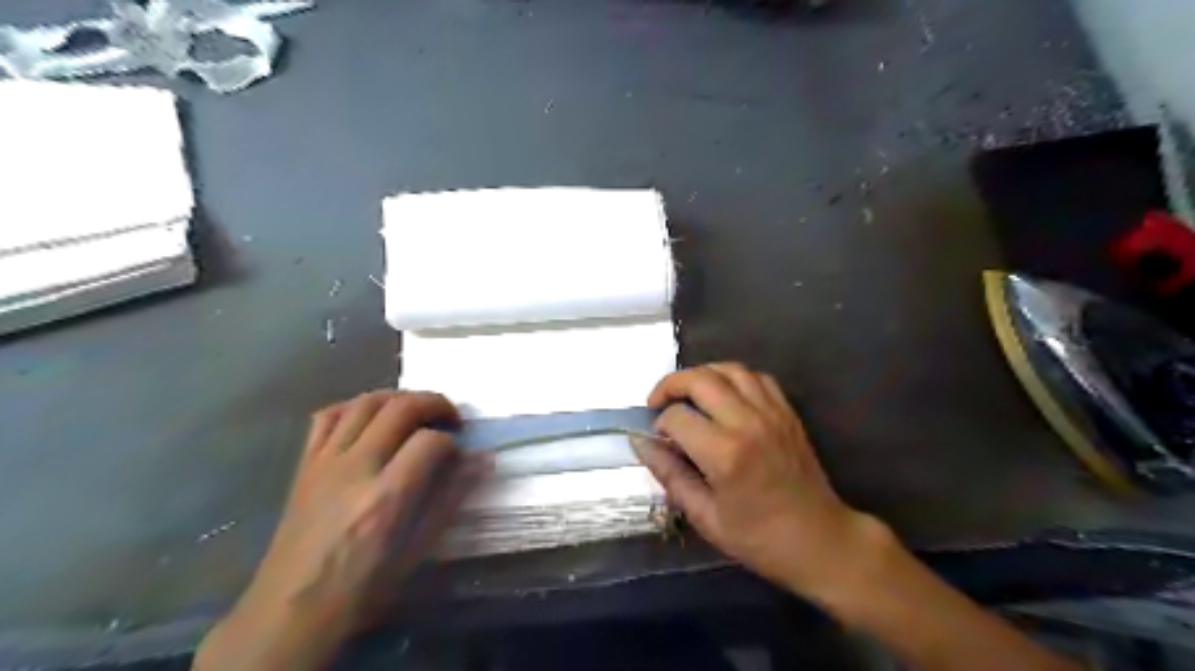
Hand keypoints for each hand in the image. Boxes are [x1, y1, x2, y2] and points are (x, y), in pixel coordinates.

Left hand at [196, 390, 487, 667]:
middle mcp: (355, 469)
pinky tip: (371, 418)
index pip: (430, 442)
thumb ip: (451, 498)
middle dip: (434, 404)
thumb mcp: (418, 550)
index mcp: (386, 498)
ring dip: (399, 397)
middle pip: (400, 409)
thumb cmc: (363, 586)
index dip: (453, 442)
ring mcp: (325, 462)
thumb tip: (483, 460)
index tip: (460, 455)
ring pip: (365, 402)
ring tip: (417, 411)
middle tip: (451, 418)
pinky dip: (355, 406)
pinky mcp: (305, 464)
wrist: (291, 610)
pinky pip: (328, 416)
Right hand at [635, 364, 885, 599]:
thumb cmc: (759, 538)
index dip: (659, 425)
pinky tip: (723, 395)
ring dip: (701, 375)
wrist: (820, 540)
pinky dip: (733, 377)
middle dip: (670, 385)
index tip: (659, 441)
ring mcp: (771, 413)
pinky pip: (756, 377)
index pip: (677, 417)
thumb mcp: (704, 516)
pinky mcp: (787, 412)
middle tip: (658, 402)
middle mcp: (747, 423)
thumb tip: (641, 443)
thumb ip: (669, 475)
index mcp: (725, 454)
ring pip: (728, 369)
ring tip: (687, 394)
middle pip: (699, 379)